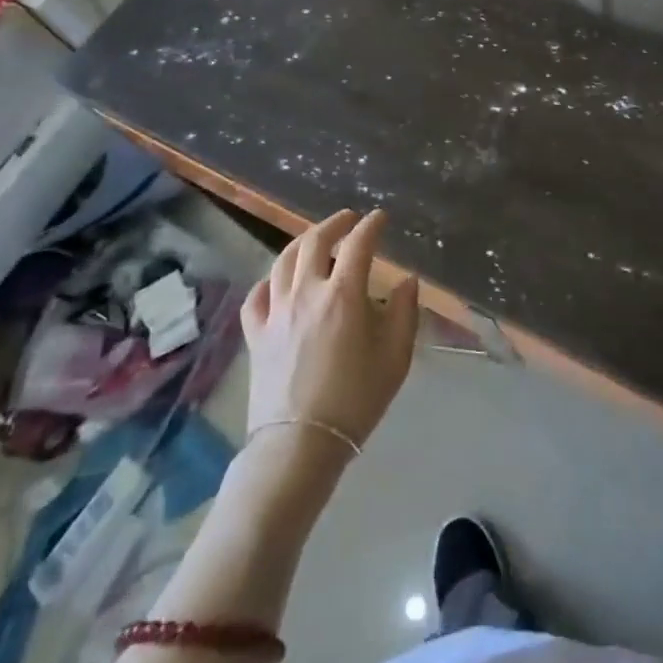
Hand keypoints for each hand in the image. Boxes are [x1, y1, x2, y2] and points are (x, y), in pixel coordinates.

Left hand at [242, 208, 419, 452]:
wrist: (300, 444)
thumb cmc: (356, 398)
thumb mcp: (396, 356)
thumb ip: (405, 312)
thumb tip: (407, 280)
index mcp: (344, 294)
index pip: (358, 244)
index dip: (371, 226)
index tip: (381, 218)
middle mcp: (306, 292)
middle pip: (314, 242)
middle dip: (334, 224)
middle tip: (348, 219)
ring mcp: (275, 312)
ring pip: (283, 261)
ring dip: (301, 242)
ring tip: (315, 239)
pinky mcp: (255, 335)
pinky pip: (258, 295)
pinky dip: (270, 279)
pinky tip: (278, 281)